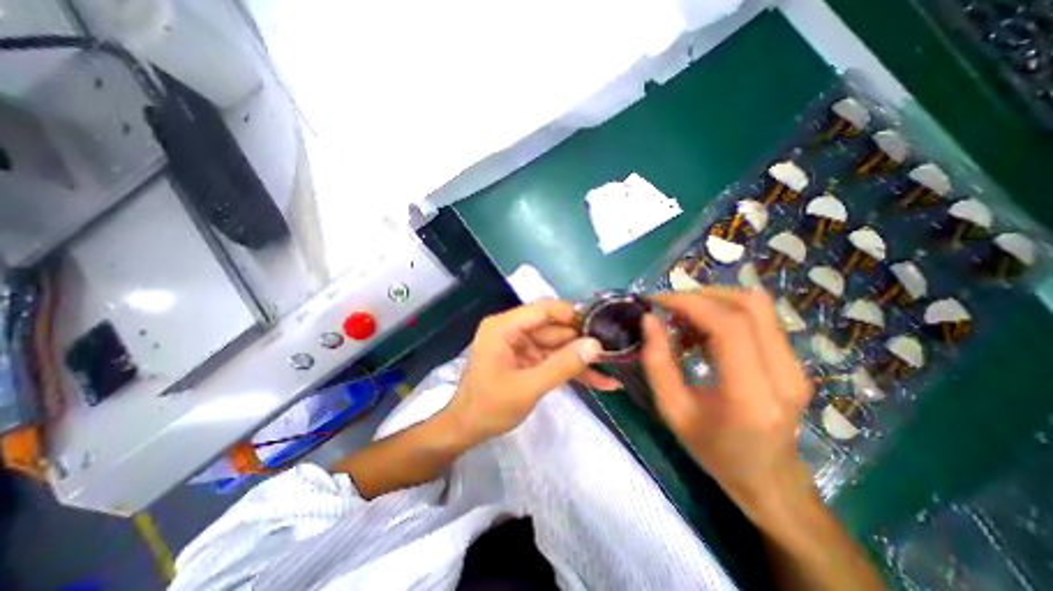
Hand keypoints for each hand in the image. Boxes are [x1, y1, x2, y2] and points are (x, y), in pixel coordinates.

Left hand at [441, 302, 618, 444]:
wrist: (466, 430)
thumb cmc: (489, 407)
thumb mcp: (528, 387)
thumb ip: (563, 365)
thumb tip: (595, 345)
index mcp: (504, 327)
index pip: (543, 309)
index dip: (572, 315)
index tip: (599, 324)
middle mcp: (512, 330)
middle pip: (554, 329)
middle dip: (582, 342)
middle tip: (614, 350)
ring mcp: (520, 346)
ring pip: (557, 346)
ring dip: (581, 360)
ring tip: (612, 369)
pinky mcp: (526, 360)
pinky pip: (552, 360)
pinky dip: (571, 370)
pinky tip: (599, 382)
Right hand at [633, 289, 811, 519]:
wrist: (768, 478)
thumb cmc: (713, 450)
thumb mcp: (672, 410)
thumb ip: (656, 362)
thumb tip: (649, 319)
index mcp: (751, 396)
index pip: (728, 326)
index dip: (689, 303)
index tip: (657, 302)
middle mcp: (784, 375)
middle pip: (747, 305)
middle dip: (699, 297)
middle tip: (667, 309)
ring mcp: (796, 365)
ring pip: (755, 305)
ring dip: (711, 302)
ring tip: (682, 323)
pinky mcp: (793, 360)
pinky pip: (757, 318)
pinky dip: (722, 313)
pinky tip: (701, 334)